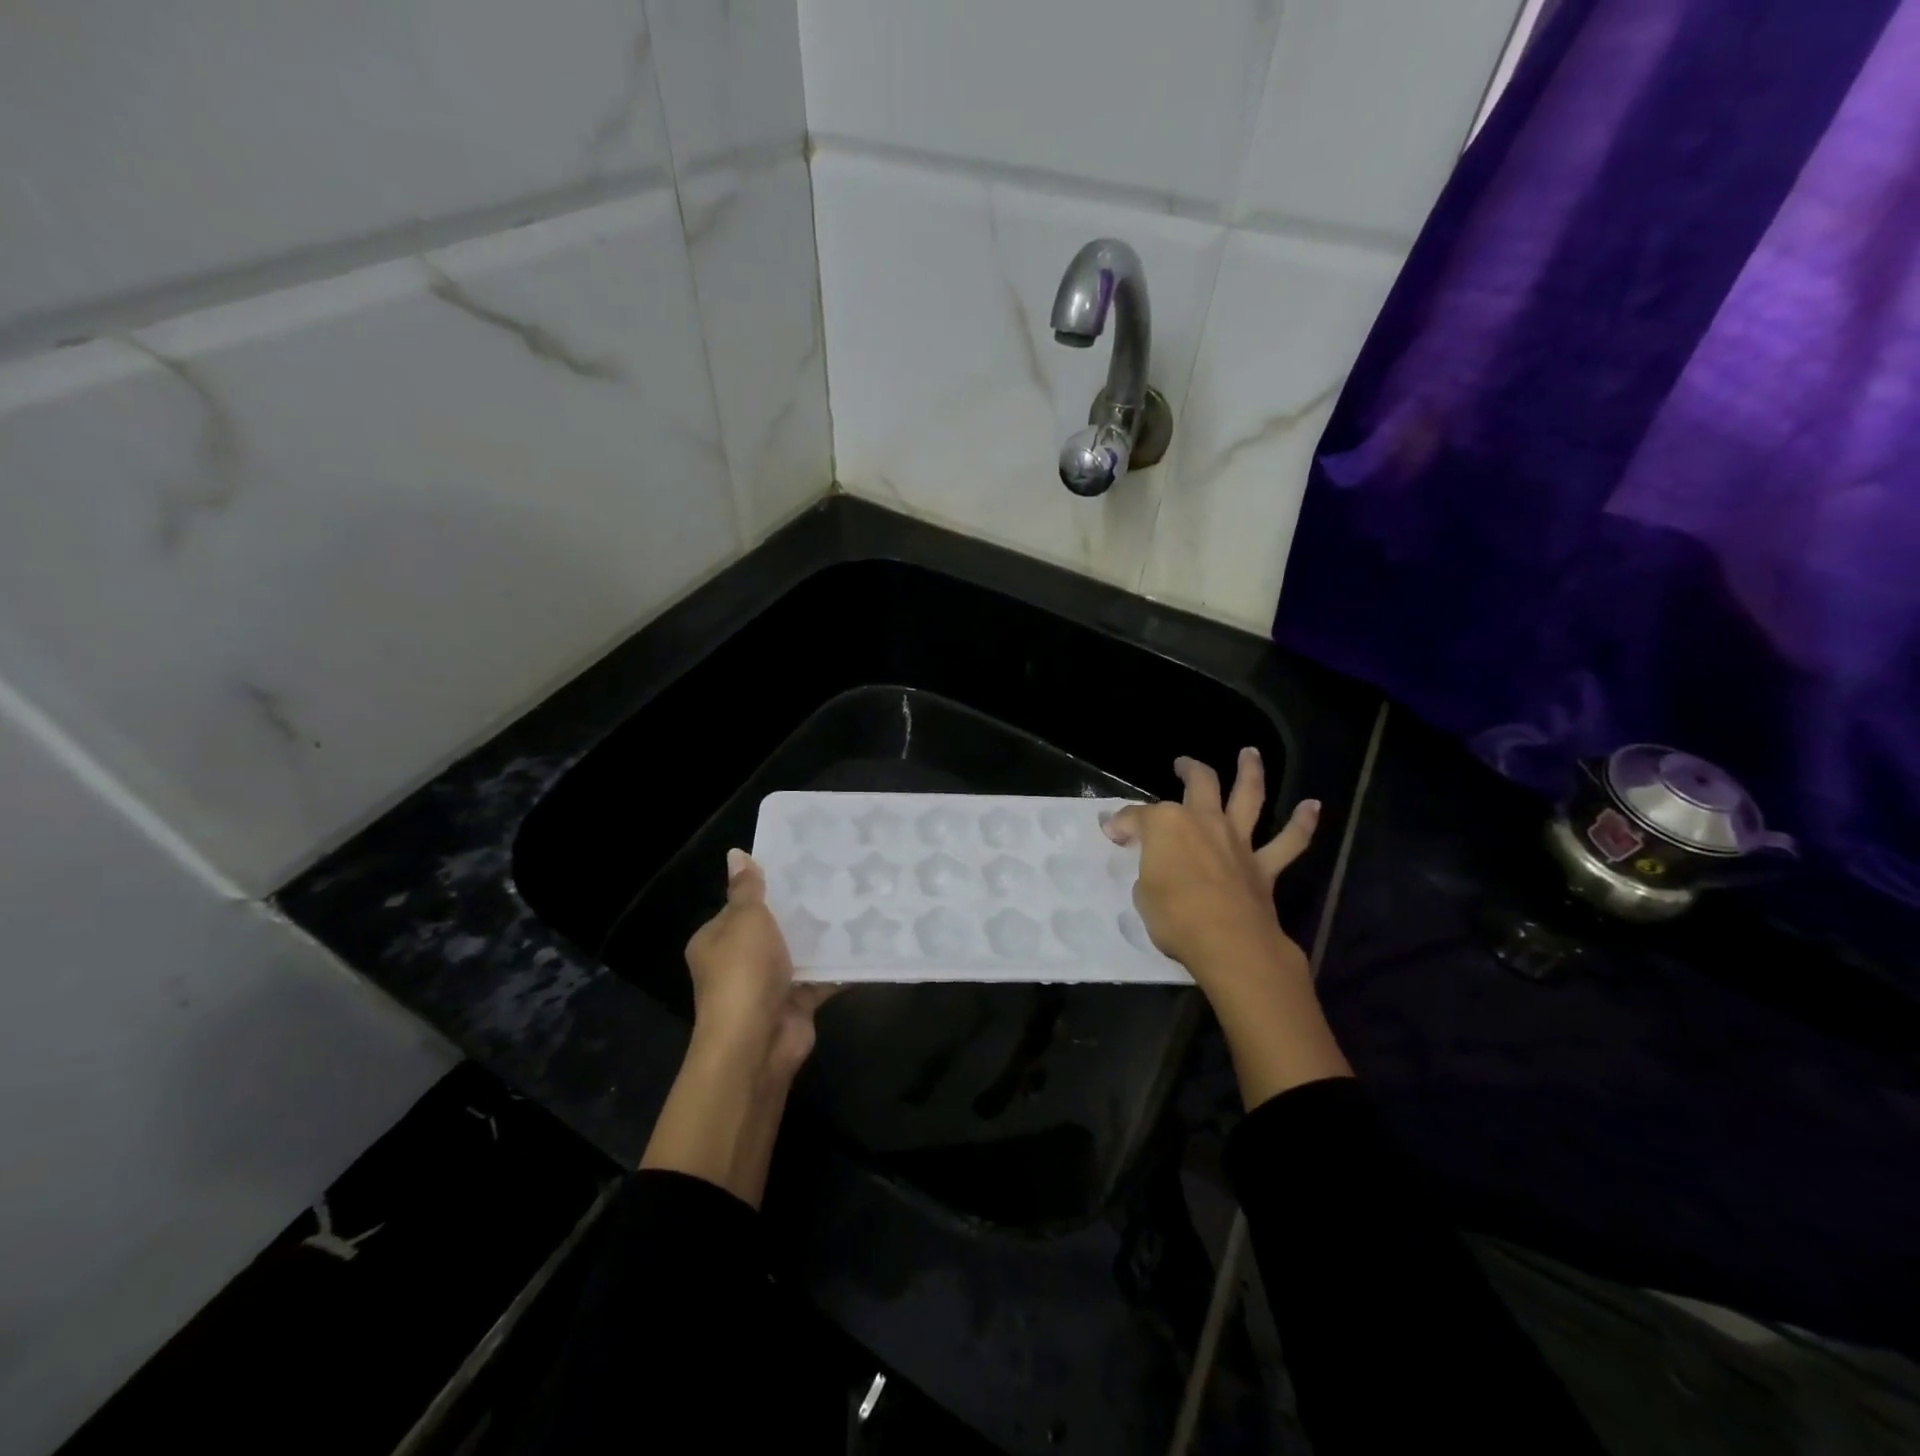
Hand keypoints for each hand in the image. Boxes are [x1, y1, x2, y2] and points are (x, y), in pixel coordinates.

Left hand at [684, 848, 835, 1087]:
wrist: (756, 1043)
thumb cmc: (743, 973)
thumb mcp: (745, 920)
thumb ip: (747, 889)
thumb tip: (736, 853)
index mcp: (716, 941)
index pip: (739, 907)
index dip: (765, 888)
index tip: (799, 867)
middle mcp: (738, 963)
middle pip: (772, 929)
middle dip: (800, 911)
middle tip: (835, 881)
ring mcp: (768, 985)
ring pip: (799, 953)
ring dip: (822, 938)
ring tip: (856, 903)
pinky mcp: (796, 1004)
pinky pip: (821, 978)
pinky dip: (840, 967)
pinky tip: (866, 942)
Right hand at [1104, 750, 1349, 1107]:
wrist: (1228, 943)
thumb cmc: (1174, 917)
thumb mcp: (1142, 893)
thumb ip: (1148, 870)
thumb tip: (1152, 864)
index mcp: (1166, 825)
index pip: (1137, 817)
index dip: (1123, 824)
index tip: (1113, 833)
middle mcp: (1204, 822)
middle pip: (1199, 784)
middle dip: (1190, 769)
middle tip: (1183, 764)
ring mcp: (1237, 841)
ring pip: (1248, 796)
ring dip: (1250, 772)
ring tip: (1250, 753)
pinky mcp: (1263, 866)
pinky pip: (1289, 842)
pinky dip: (1302, 824)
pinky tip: (1312, 806)